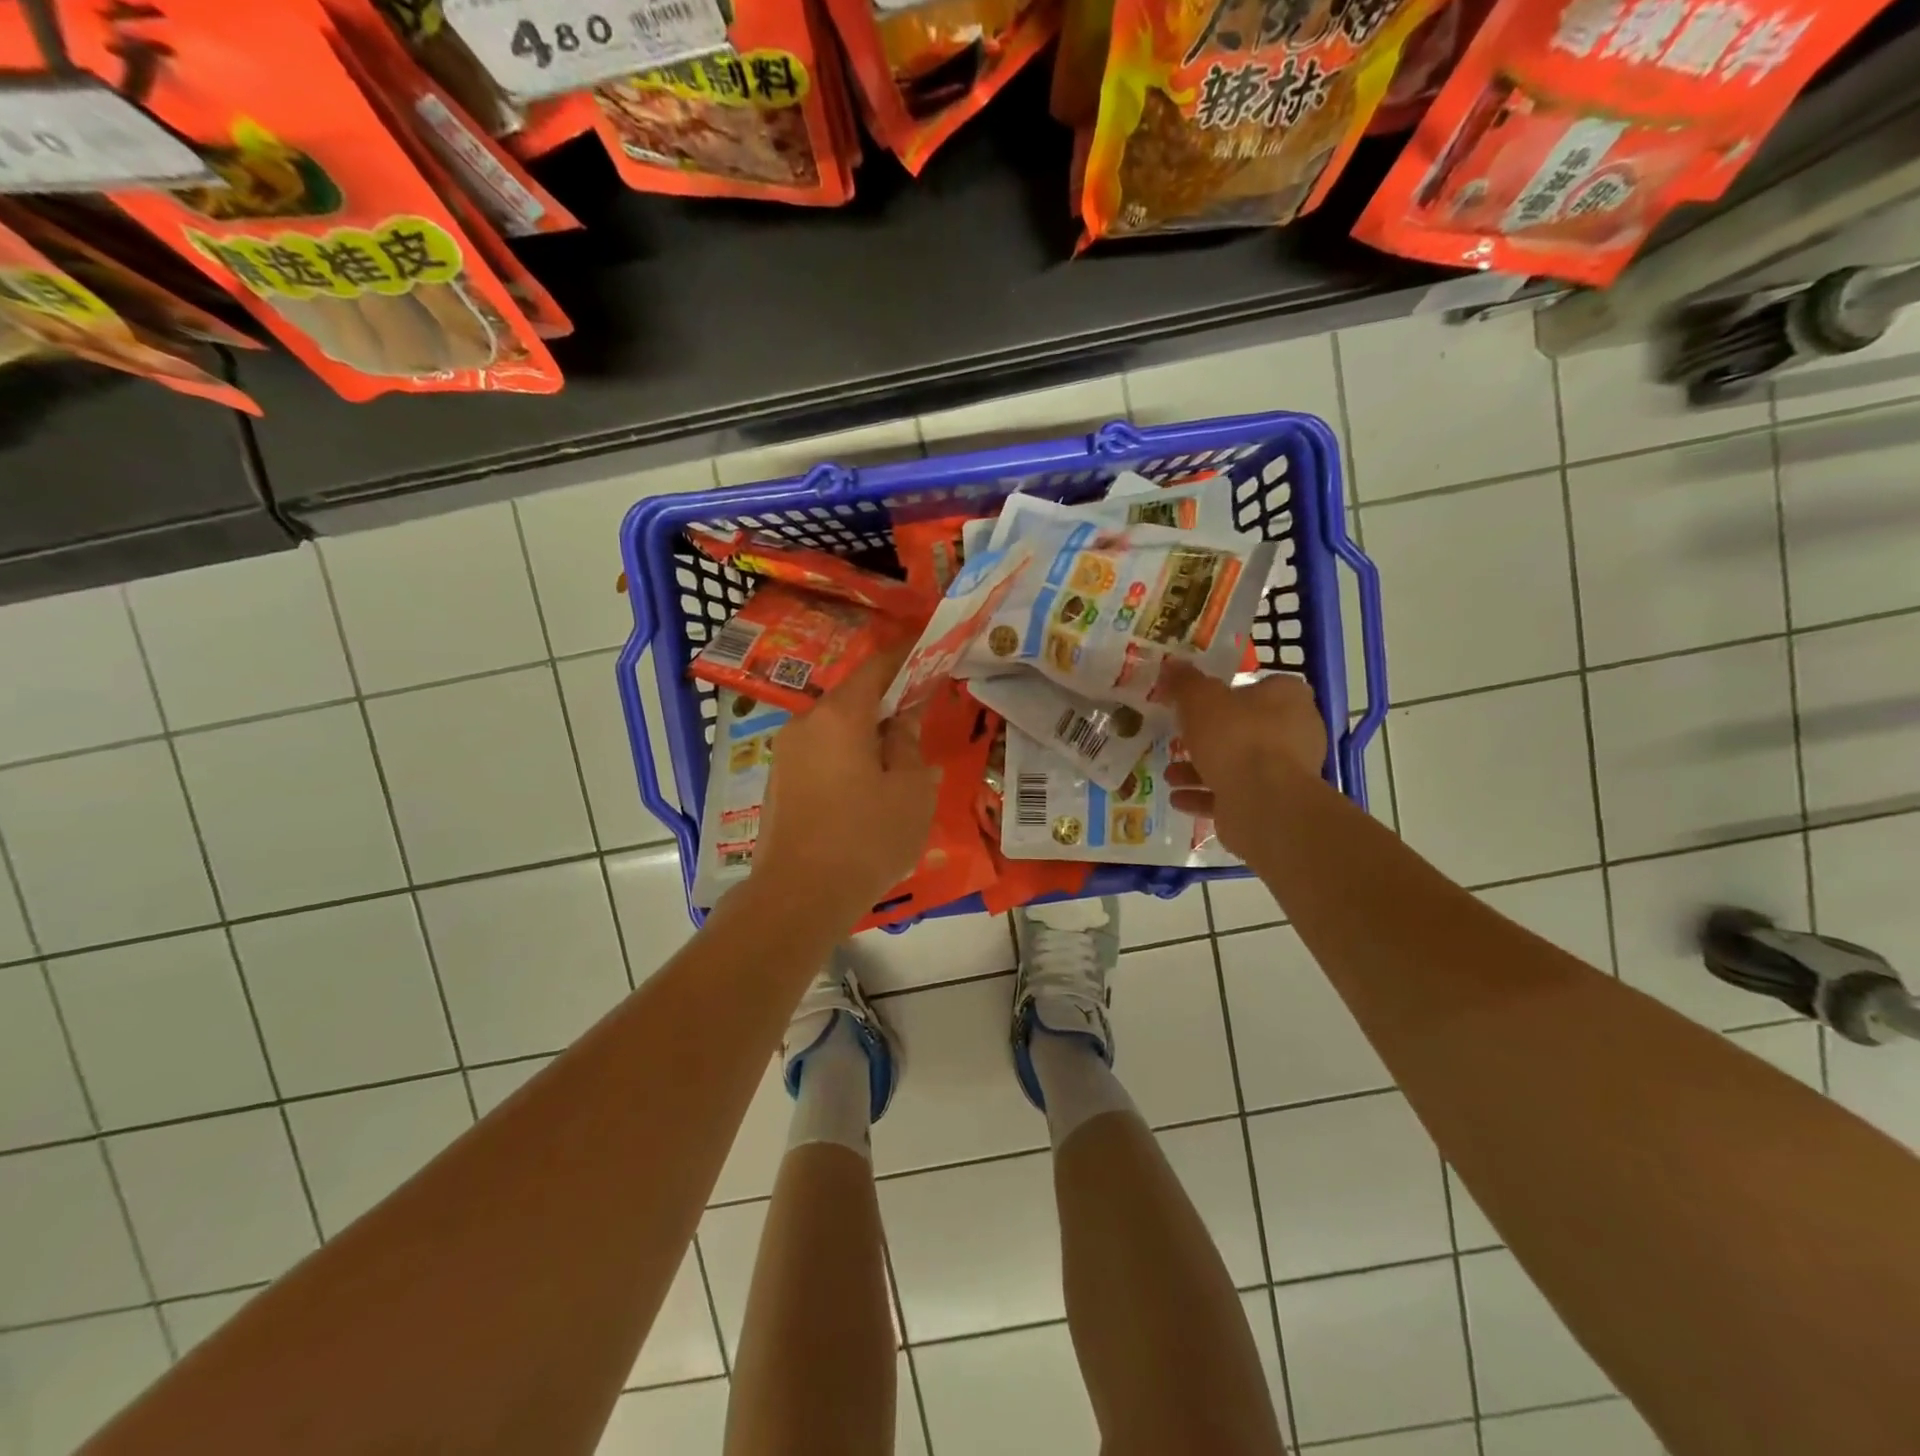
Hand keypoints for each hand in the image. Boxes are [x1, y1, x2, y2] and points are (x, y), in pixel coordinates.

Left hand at [754, 646, 939, 923]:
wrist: (800, 896)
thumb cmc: (867, 838)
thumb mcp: (911, 790)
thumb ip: (909, 744)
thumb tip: (902, 720)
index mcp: (841, 715)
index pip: (877, 667)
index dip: (906, 656)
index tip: (929, 651)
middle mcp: (806, 723)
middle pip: (852, 697)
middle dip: (887, 699)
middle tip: (919, 713)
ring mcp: (786, 753)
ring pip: (835, 728)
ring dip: (865, 731)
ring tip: (895, 755)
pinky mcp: (778, 782)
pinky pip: (820, 753)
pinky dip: (846, 755)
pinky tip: (865, 785)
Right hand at [1161, 662, 1327, 856]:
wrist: (1263, 803)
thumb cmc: (1236, 737)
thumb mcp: (1200, 699)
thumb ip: (1185, 682)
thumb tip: (1171, 664)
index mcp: (1288, 698)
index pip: (1261, 686)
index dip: (1229, 692)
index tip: (1199, 702)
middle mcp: (1295, 732)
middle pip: (1245, 728)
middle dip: (1207, 737)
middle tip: (1178, 739)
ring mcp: (1286, 771)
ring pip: (1237, 764)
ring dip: (1200, 770)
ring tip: (1170, 775)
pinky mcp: (1273, 804)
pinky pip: (1234, 795)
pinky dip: (1205, 796)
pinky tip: (1178, 799)